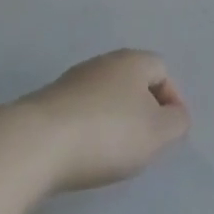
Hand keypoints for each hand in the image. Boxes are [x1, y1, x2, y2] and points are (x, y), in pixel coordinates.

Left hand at [21, 50, 190, 192]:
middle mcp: (103, 62)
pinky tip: (83, 153)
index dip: (171, 100)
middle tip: (143, 143)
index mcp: (133, 60)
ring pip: (104, 97)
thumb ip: (177, 122)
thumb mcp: (157, 133)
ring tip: (111, 154)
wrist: (36, 144)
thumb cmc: (108, 134)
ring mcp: (71, 80)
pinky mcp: (47, 103)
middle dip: (141, 110)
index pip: (162, 71)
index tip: (167, 133)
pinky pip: (79, 112)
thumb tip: (175, 115)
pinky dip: (87, 130)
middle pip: (132, 82)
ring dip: (113, 120)